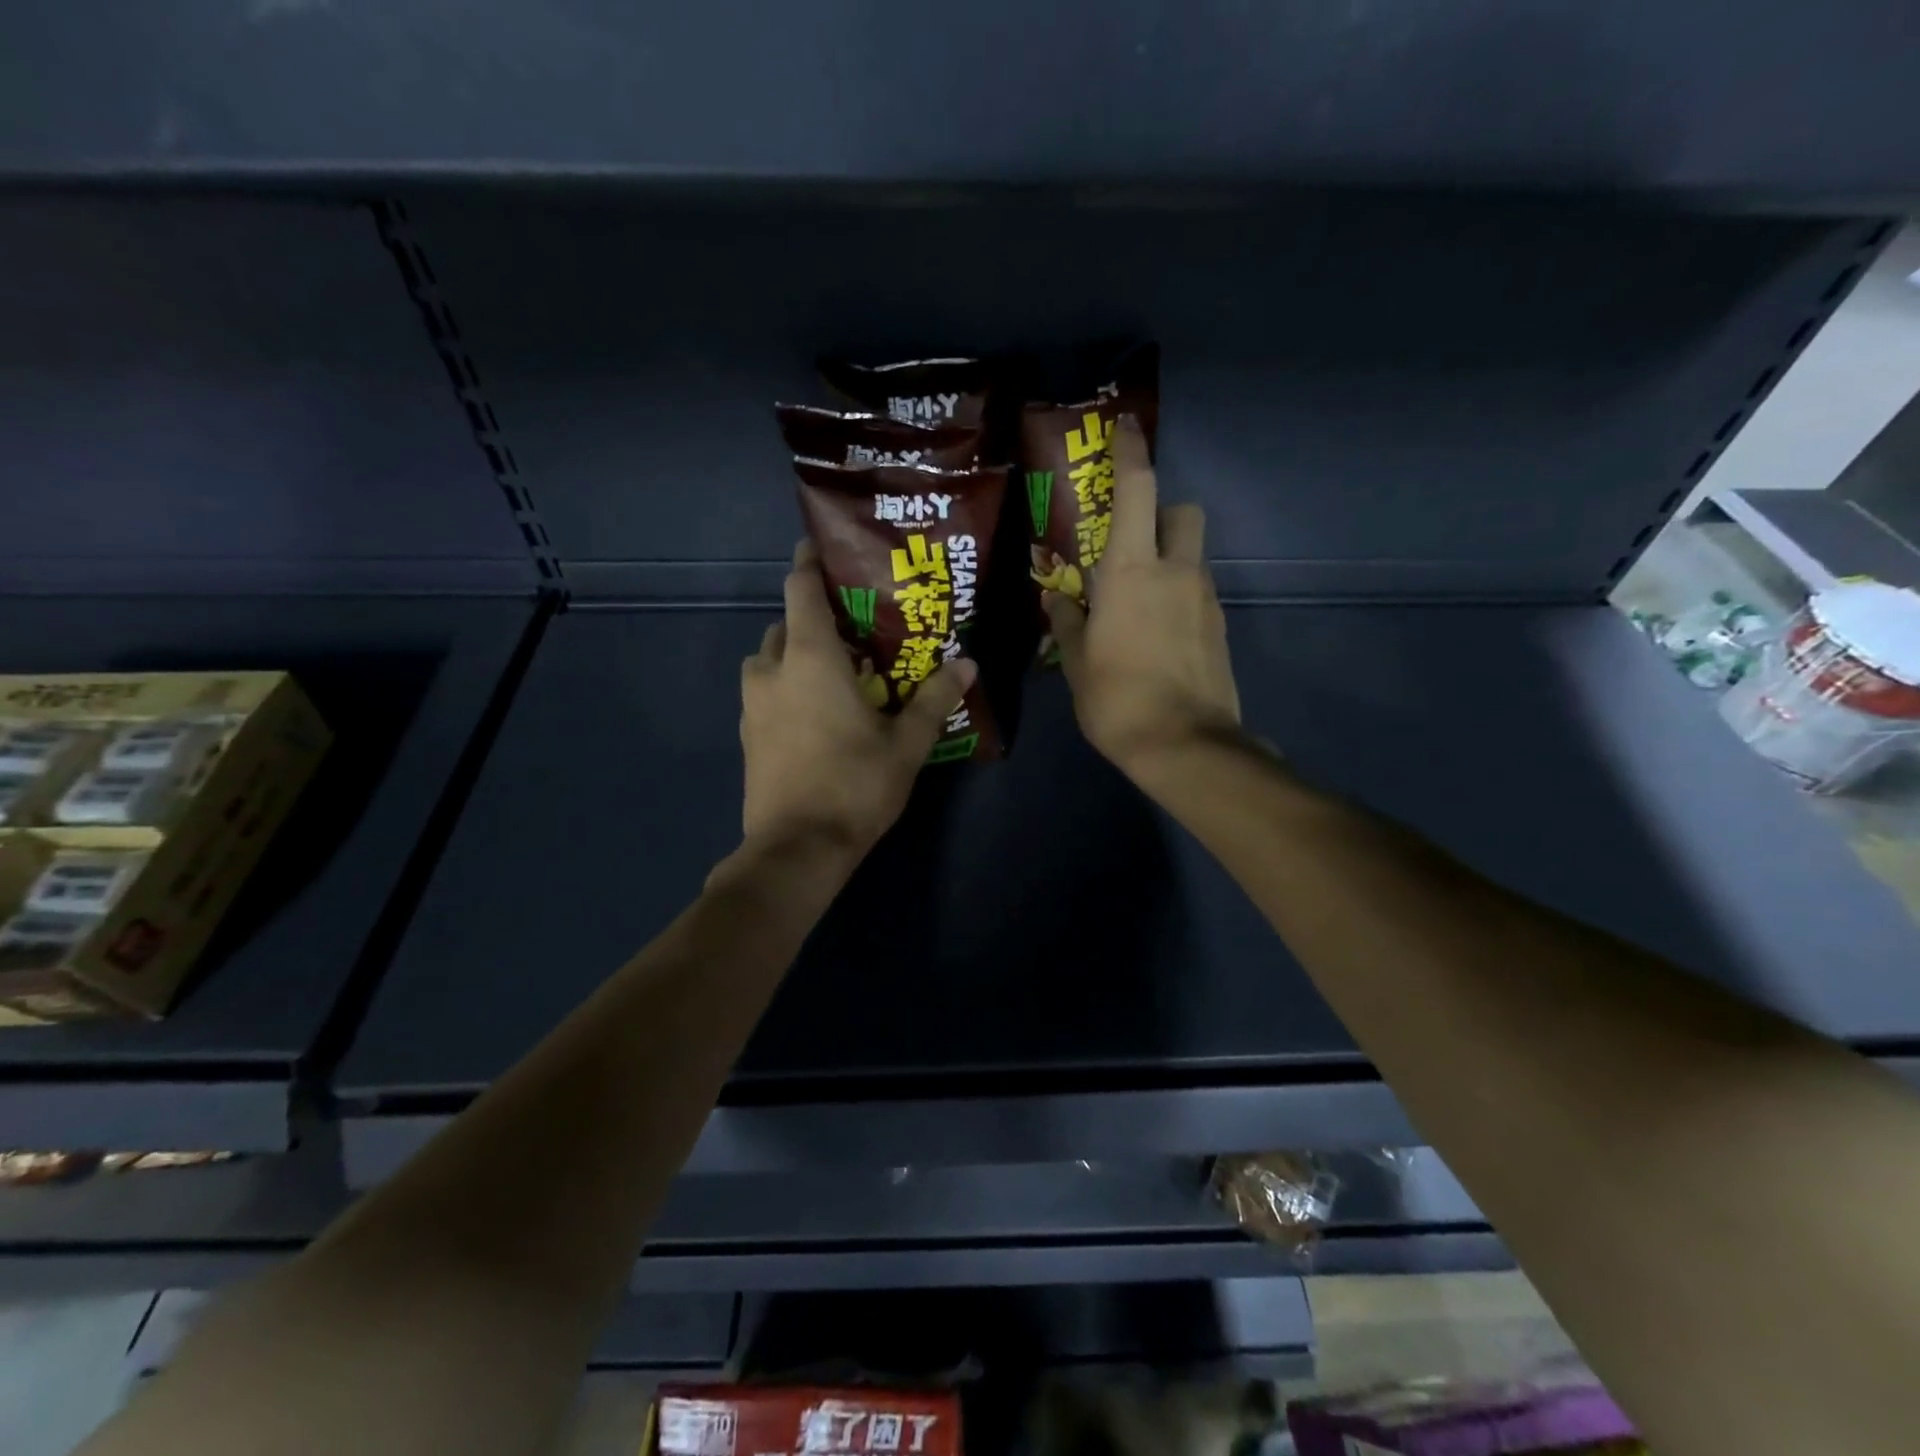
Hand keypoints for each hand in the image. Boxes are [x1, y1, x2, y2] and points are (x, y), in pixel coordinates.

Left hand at [738, 541, 974, 859]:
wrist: (796, 850)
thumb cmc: (854, 786)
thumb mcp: (906, 743)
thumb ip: (934, 699)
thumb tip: (968, 664)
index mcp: (809, 657)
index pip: (800, 588)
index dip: (810, 563)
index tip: (826, 550)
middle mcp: (772, 670)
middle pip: (786, 623)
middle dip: (814, 618)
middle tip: (854, 628)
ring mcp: (751, 704)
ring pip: (769, 659)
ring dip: (795, 654)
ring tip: (834, 671)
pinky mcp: (746, 735)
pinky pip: (764, 691)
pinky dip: (785, 686)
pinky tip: (815, 711)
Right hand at [1044, 414, 1242, 779]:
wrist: (1186, 745)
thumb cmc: (1117, 699)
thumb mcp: (1077, 662)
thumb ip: (1066, 622)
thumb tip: (1057, 600)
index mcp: (1131, 571)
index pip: (1137, 491)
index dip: (1132, 453)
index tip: (1127, 427)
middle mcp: (1175, 571)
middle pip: (1182, 511)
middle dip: (1162, 512)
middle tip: (1133, 543)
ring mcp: (1205, 598)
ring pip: (1193, 554)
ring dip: (1170, 560)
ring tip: (1139, 602)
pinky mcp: (1220, 626)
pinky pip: (1198, 592)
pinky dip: (1180, 596)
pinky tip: (1158, 634)